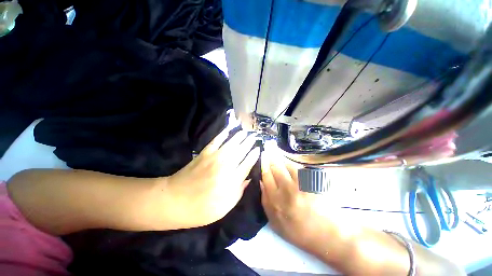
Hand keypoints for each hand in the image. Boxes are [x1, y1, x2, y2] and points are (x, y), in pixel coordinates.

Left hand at [167, 127, 260, 227]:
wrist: (173, 200)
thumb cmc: (200, 209)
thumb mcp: (223, 208)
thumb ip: (238, 192)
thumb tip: (248, 179)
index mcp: (230, 181)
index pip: (247, 164)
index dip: (253, 156)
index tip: (258, 149)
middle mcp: (225, 166)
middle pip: (241, 151)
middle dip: (249, 143)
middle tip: (254, 137)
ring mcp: (214, 157)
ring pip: (231, 144)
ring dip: (239, 137)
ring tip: (245, 131)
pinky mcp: (204, 153)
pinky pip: (216, 140)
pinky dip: (223, 134)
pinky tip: (228, 129)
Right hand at [260, 149, 332, 249]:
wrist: (326, 235)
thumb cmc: (298, 231)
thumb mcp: (275, 222)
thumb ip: (265, 201)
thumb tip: (261, 182)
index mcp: (276, 200)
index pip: (266, 175)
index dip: (264, 163)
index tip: (263, 154)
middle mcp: (288, 190)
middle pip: (276, 167)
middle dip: (271, 155)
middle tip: (269, 147)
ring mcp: (302, 185)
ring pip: (288, 165)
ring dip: (282, 158)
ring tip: (278, 152)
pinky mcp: (313, 182)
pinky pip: (300, 168)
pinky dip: (294, 164)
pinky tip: (290, 163)